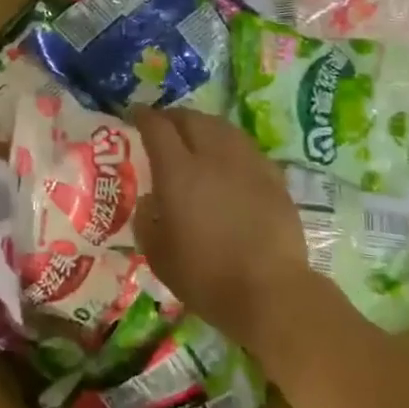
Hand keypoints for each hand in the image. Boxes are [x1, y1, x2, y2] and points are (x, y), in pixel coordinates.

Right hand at [132, 108, 315, 348]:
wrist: (271, 292)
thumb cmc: (207, 277)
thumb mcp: (159, 256)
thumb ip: (148, 222)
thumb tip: (152, 201)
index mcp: (178, 171)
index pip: (157, 128)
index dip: (144, 116)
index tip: (135, 115)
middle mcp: (212, 156)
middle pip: (191, 119)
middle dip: (174, 117)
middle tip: (164, 126)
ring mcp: (247, 163)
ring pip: (222, 127)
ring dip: (203, 125)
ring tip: (197, 137)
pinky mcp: (273, 177)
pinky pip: (245, 147)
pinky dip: (230, 145)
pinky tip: (229, 160)